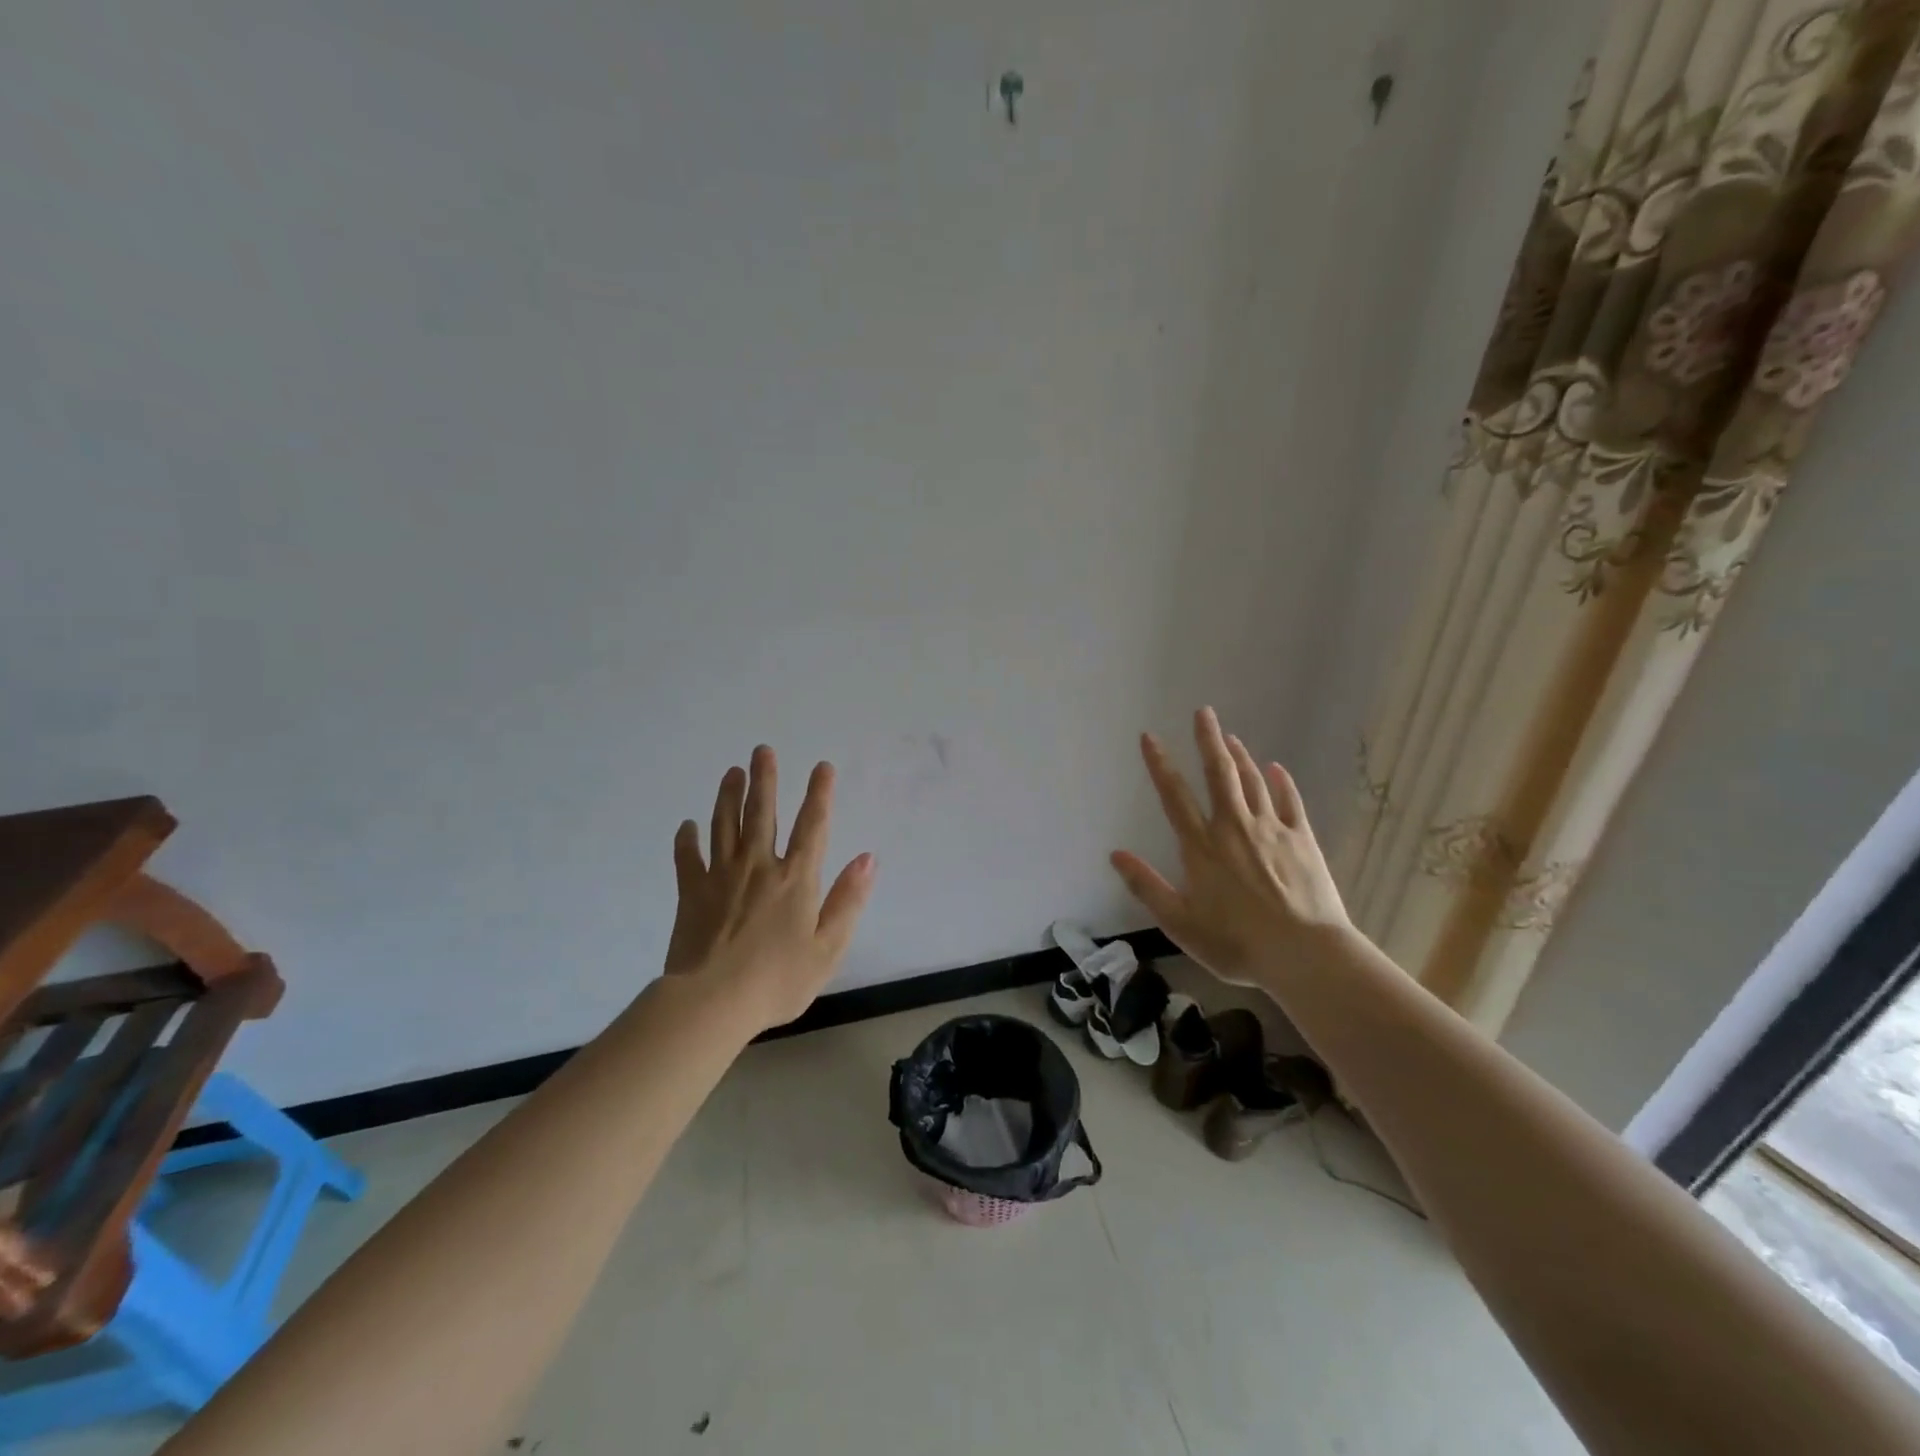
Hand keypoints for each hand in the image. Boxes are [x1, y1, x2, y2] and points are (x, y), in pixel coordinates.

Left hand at [664, 745, 876, 1031]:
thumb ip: (848, 900)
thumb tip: (868, 858)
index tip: (821, 766)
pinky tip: (687, 825)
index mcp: (795, 879)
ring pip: (724, 825)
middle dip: (764, 779)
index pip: (812, 826)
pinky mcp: (691, 893)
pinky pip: (687, 858)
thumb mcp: (828, 948)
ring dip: (729, 796)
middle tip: (762, 750)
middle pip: (761, 813)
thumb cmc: (778, 980)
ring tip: (732, 772)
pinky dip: (687, 839)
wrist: (712, 1003)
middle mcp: (759, 866)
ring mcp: (721, 876)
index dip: (819, 794)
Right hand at [1111, 707, 1351, 988]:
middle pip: (1219, 774)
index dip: (1160, 764)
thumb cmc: (1236, 943)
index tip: (1150, 737)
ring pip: (1253, 782)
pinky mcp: (1303, 840)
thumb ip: (1146, 885)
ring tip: (1230, 736)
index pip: (1174, 796)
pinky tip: (1277, 768)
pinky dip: (1282, 782)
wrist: (1305, 954)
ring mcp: (1272, 830)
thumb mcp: (1179, 922)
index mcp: (1201, 847)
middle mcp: (1234, 828)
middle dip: (1209, 740)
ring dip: (1240, 756)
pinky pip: (1291, 802)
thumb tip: (1115, 854)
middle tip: (1204, 712)